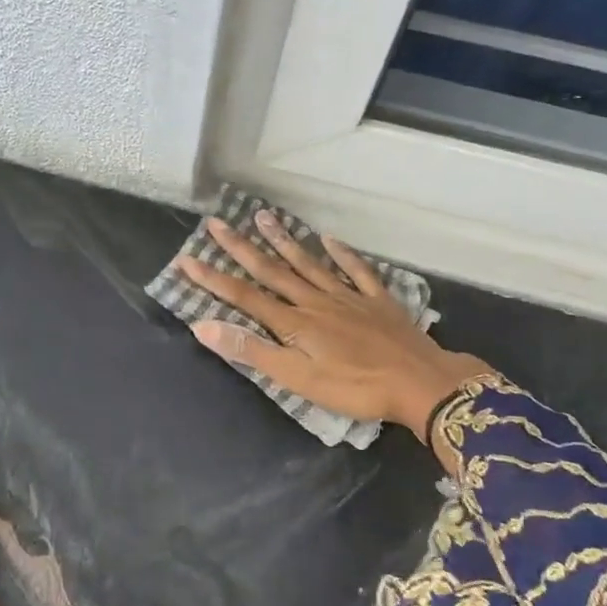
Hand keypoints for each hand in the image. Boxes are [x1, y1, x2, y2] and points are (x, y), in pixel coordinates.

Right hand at [176, 212, 493, 442]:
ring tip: (263, 216)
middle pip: (272, 270)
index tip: (186, 260)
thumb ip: (252, 350)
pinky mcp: (376, 301)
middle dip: (241, 248)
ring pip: (308, 263)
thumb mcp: (297, 379)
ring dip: (284, 240)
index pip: (243, 296)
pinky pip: (356, 271)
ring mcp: (347, 297)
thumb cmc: (355, 388)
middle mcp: (315, 301)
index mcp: (294, 322)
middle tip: (217, 223)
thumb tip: (204, 326)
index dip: (213, 279)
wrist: (420, 383)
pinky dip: (342, 254)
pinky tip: (330, 239)